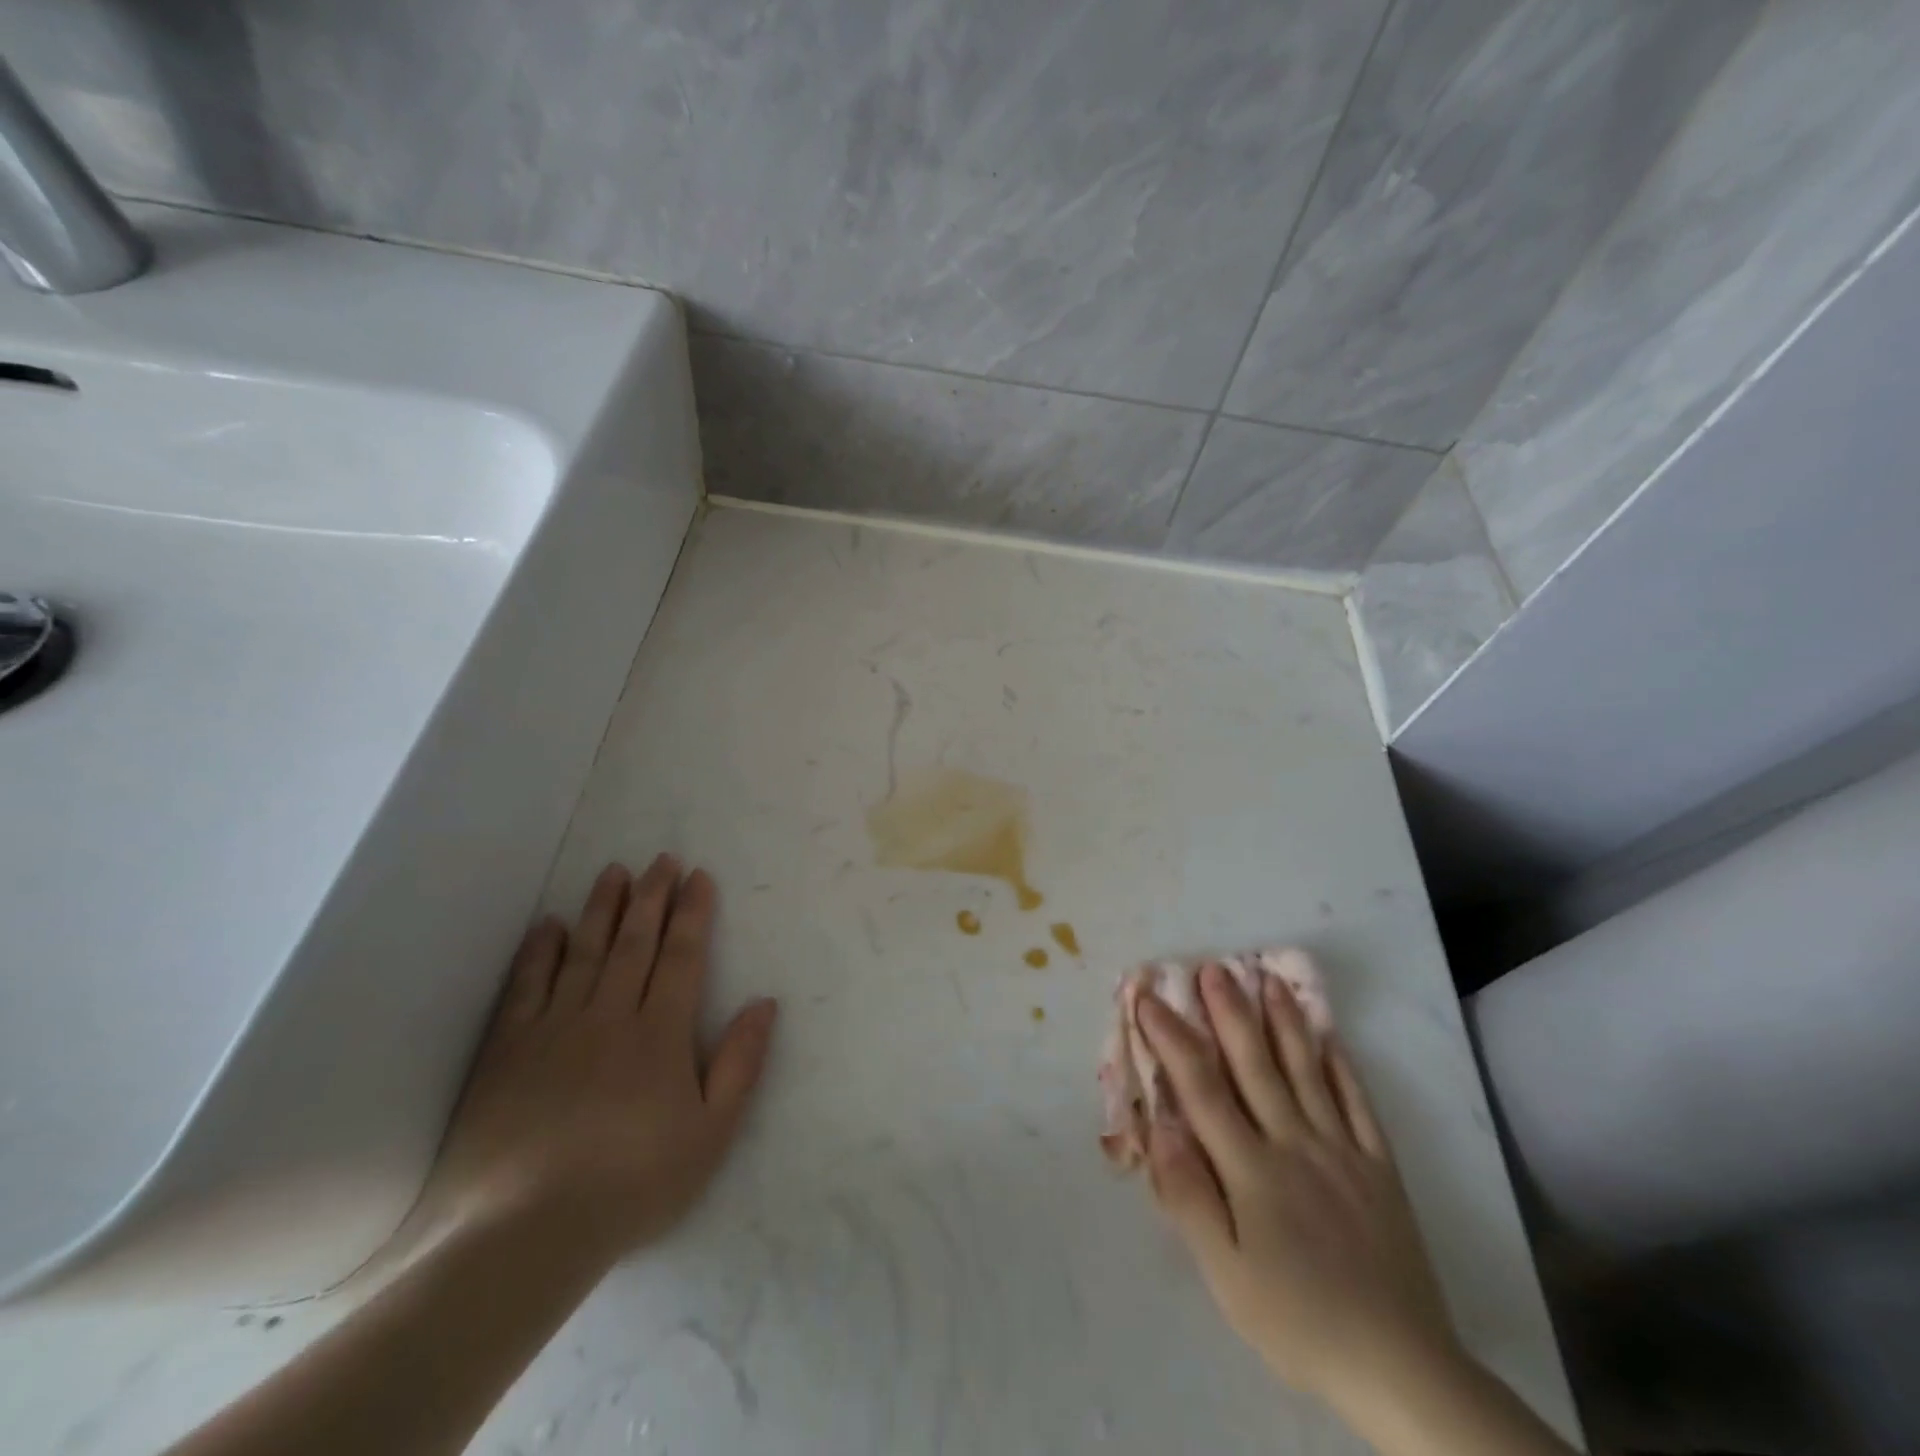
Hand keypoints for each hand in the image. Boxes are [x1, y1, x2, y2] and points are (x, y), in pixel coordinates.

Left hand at [424, 856, 777, 1257]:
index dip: (693, 913)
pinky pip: (526, 986)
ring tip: (613, 871)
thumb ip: (740, 1063)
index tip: (698, 877)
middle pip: (635, 942)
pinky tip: (550, 925)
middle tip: (661, 859)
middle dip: (651, 897)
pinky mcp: (508, 1050)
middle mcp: (610, 1015)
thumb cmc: (634, 1183)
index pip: (682, 956)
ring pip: (584, 952)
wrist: (525, 1234)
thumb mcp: (711, 1133)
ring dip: (602, 908)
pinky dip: (540, 951)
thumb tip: (765, 1003)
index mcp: (660, 1033)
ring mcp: (554, 1028)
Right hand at [1137, 964, 1457, 1413]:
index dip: (1172, 1039)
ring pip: (1306, 1071)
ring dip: (1283, 1021)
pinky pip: (1357, 1103)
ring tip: (1268, 979)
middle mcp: (1293, 1143)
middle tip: (1213, 967)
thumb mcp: (1226, 1275)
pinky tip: (1330, 1037)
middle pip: (1254, 1064)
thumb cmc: (1297, 1320)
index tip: (1149, 999)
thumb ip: (1189, 1196)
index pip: (1201, 1088)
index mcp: (1251, 1168)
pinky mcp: (1379, 1167)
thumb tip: (1160, 1126)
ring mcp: (1341, 1150)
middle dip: (1229, 1012)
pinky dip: (1341, 1065)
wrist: (1401, 1368)